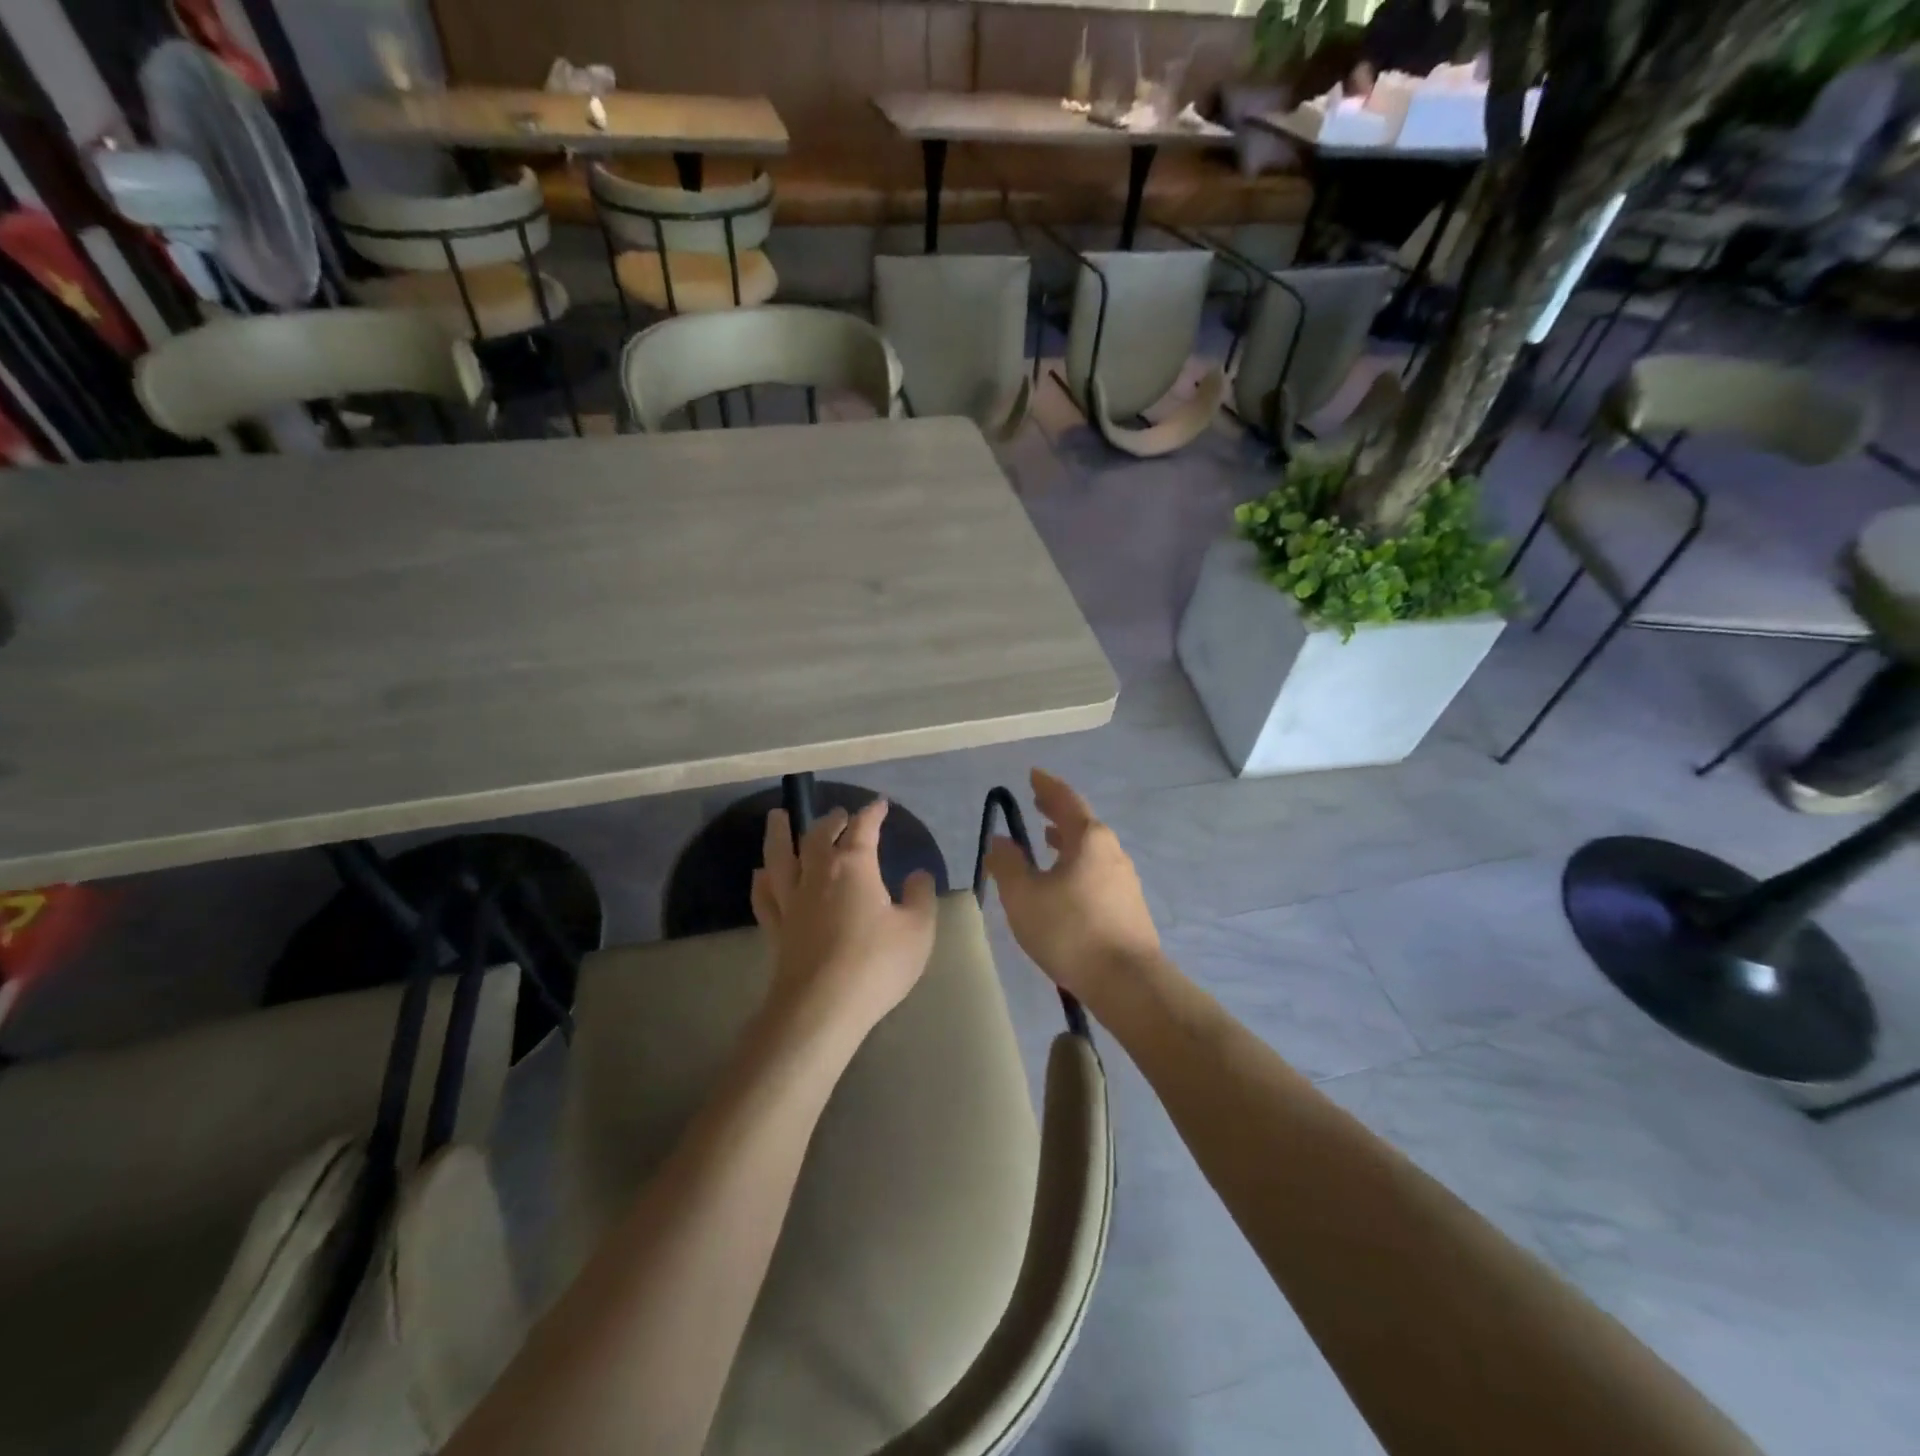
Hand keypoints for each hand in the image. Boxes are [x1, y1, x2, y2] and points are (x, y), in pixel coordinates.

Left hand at [751, 799, 937, 1038]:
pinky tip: (761, 874)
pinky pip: (765, 896)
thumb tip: (918, 874)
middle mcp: (817, 874)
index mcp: (854, 867)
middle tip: (839, 814)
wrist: (822, 1008)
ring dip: (779, 834)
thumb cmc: (876, 964)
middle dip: (831, 820)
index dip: (872, 814)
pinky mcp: (775, 929)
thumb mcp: (917, 930)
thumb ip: (920, 897)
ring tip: (778, 817)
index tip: (880, 804)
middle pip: (818, 835)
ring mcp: (791, 902)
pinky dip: (763, 880)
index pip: (863, 829)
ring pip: (779, 857)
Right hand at [983, 769, 1159, 1001]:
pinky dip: (1077, 862)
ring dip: (1068, 839)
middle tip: (1037, 802)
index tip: (1033, 774)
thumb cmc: (1070, 931)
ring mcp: (1124, 878)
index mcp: (1088, 839)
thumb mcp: (1024, 896)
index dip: (1046, 786)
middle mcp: (1111, 850)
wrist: (1127, 981)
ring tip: (1048, 839)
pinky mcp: (1128, 905)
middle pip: (1081, 821)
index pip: (1065, 800)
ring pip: (1091, 848)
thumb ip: (1008, 864)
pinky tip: (1066, 881)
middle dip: (1057, 811)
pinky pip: (1096, 869)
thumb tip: (1001, 840)